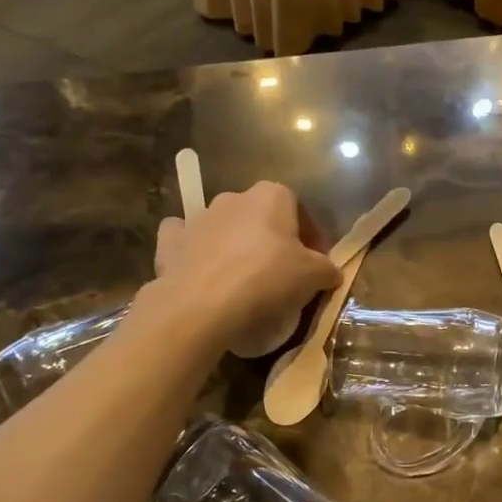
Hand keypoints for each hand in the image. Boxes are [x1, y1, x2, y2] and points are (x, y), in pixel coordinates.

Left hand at [150, 182, 338, 346]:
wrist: (201, 306)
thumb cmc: (266, 279)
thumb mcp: (313, 276)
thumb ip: (327, 269)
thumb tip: (331, 272)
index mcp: (271, 196)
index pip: (298, 210)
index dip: (310, 238)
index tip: (314, 264)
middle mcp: (233, 198)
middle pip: (260, 217)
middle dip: (271, 240)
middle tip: (281, 274)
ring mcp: (198, 217)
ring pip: (224, 226)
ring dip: (234, 245)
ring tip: (243, 281)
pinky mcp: (170, 241)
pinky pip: (186, 240)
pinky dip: (193, 251)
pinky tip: (201, 271)